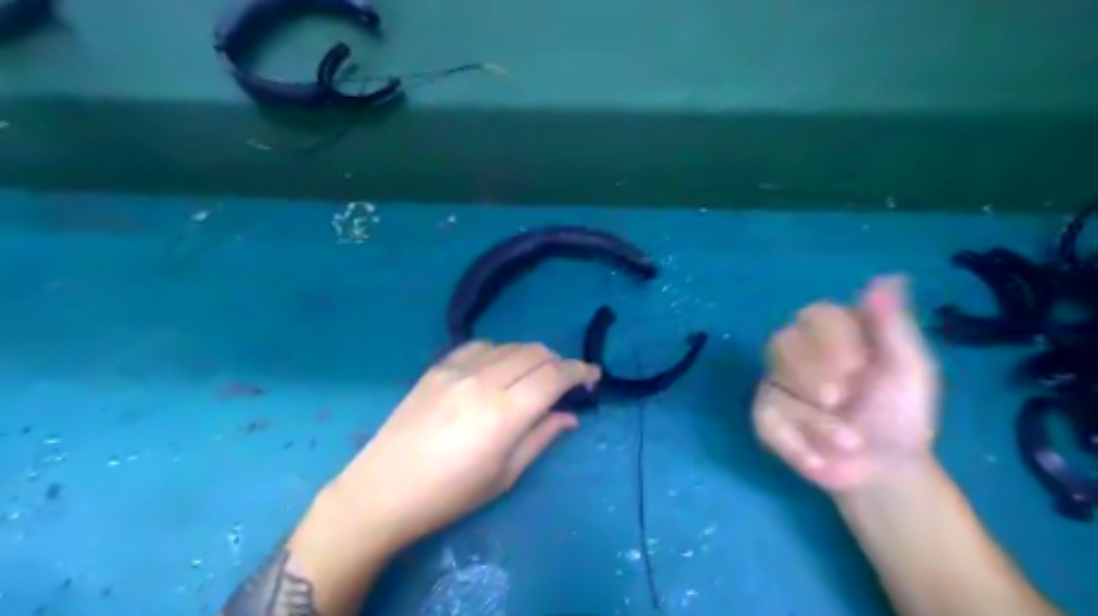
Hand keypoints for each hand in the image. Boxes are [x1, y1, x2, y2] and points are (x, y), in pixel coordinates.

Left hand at [331, 341, 599, 548]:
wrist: (383, 490)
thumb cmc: (449, 494)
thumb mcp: (504, 475)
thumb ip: (541, 438)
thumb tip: (570, 416)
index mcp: (505, 413)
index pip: (555, 375)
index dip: (580, 371)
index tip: (592, 378)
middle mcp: (484, 381)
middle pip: (536, 352)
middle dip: (559, 363)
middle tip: (564, 383)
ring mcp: (457, 370)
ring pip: (510, 345)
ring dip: (531, 356)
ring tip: (532, 376)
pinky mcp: (438, 367)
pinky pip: (479, 345)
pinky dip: (500, 352)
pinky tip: (498, 368)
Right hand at [756, 277, 942, 493]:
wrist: (885, 472)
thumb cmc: (900, 415)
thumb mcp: (910, 371)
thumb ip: (894, 326)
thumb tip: (889, 278)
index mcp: (834, 333)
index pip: (814, 315)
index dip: (830, 339)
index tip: (860, 367)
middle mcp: (800, 351)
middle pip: (781, 341)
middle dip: (812, 373)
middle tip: (841, 400)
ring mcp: (778, 383)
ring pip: (772, 381)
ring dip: (811, 416)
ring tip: (849, 443)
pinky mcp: (765, 414)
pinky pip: (763, 417)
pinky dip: (792, 441)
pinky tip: (820, 460)